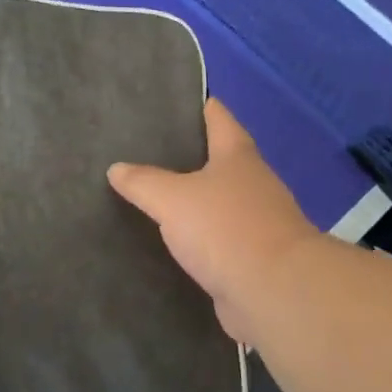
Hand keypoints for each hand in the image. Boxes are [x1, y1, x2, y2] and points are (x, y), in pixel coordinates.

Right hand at [107, 98, 317, 341]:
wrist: (274, 291)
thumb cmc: (226, 228)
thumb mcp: (172, 199)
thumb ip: (143, 182)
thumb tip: (116, 168)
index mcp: (238, 157)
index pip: (219, 118)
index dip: (200, 106)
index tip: (176, 100)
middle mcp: (254, 183)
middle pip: (222, 159)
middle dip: (192, 155)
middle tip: (150, 151)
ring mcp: (258, 222)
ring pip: (220, 201)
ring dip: (196, 200)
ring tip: (157, 196)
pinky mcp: (253, 258)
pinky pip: (220, 239)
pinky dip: (200, 237)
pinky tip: (174, 241)